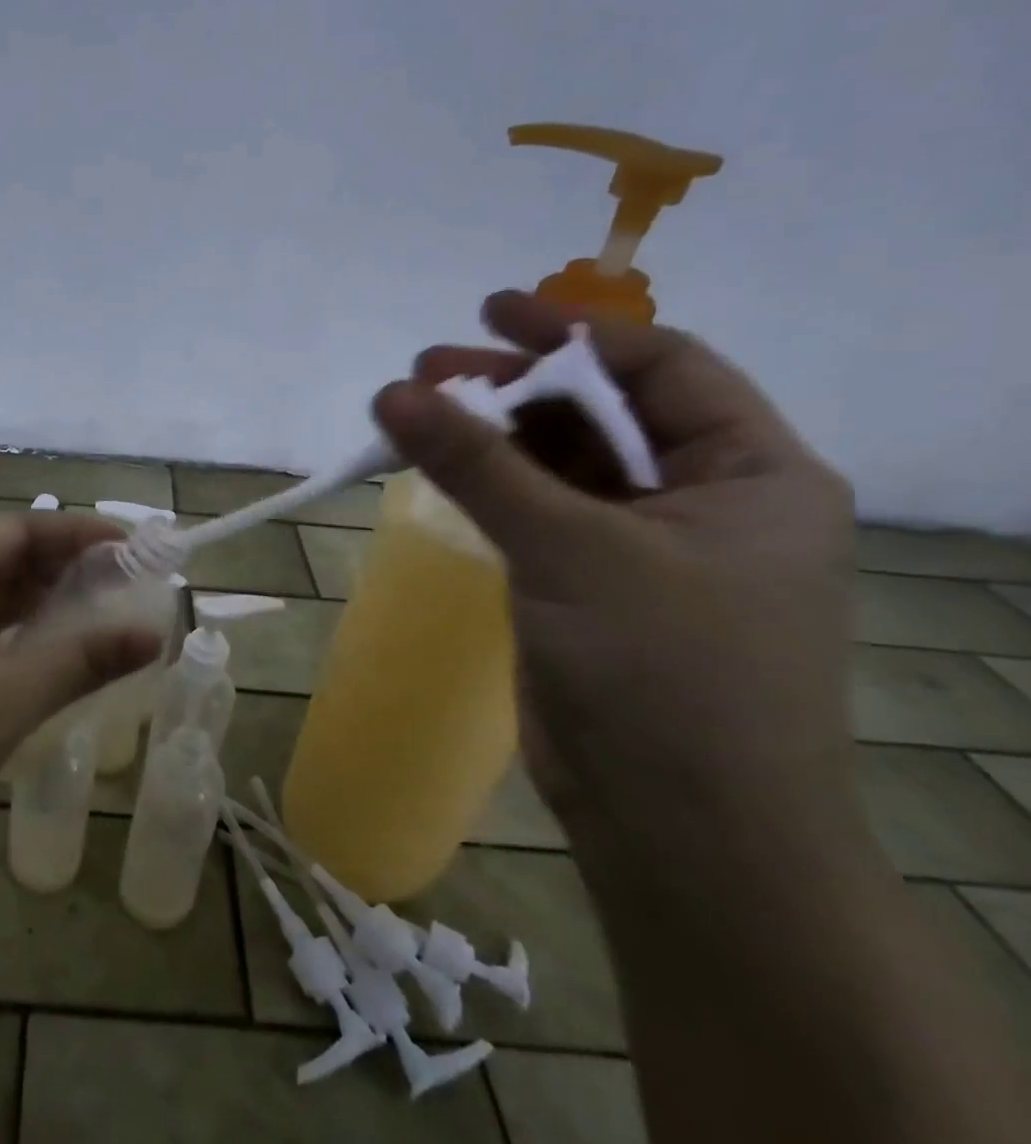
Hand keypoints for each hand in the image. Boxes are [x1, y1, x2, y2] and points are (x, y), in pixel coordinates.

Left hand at [0, 512, 162, 853]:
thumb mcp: (10, 696)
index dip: (76, 532)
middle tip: (120, 582)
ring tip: (96, 611)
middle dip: (62, 565)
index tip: (128, 546)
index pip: (18, 529)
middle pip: (2, 558)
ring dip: (40, 600)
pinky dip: (15, 633)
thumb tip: (152, 634)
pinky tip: (46, 652)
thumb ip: (83, 660)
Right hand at [373, 290, 859, 865]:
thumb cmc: (665, 674)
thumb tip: (391, 392)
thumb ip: (477, 465)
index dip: (573, 333)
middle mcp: (703, 503)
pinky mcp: (586, 591)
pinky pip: (535, 517)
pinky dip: (488, 490)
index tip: (489, 312)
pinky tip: (439, 471)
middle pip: (599, 415)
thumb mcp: (570, 550)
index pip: (662, 368)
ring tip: (413, 413)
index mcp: (752, 474)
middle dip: (514, 387)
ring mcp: (640, 551)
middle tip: (424, 371)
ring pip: (558, 468)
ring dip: (491, 438)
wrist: (680, 831)